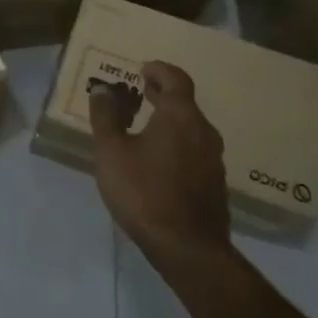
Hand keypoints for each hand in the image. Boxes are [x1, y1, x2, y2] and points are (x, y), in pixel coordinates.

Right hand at [90, 61, 234, 276]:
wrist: (188, 248)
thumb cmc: (145, 191)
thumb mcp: (112, 152)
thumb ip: (106, 117)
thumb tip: (102, 89)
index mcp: (180, 116)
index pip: (176, 79)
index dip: (159, 70)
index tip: (143, 70)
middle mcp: (203, 131)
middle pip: (185, 103)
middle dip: (163, 95)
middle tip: (141, 93)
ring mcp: (213, 159)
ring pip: (191, 129)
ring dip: (170, 121)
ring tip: (145, 128)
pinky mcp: (215, 184)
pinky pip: (195, 151)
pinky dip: (177, 144)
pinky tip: (159, 162)